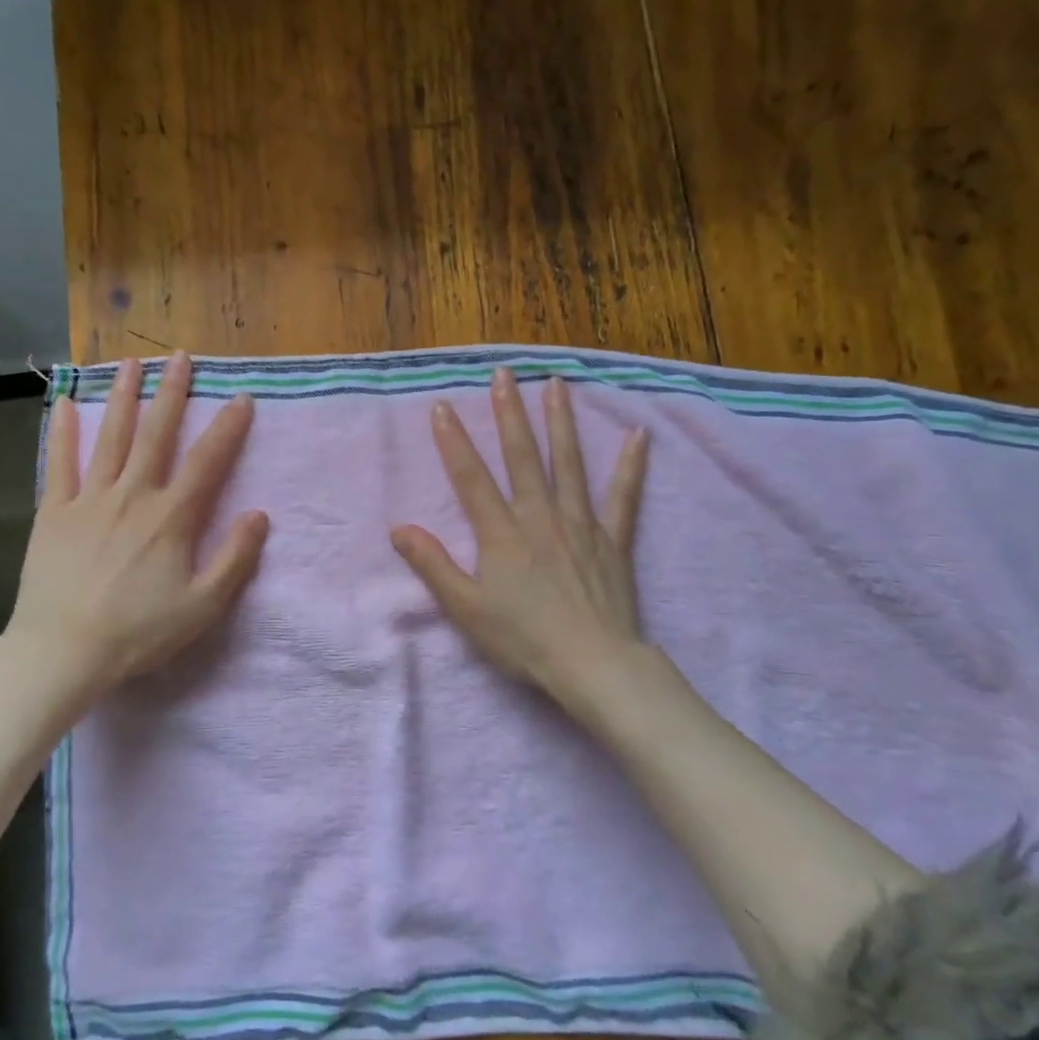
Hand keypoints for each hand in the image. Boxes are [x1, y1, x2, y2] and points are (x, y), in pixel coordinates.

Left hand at [6, 352, 268, 712]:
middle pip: (156, 434)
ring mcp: (89, 499)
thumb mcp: (202, 606)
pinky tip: (64, 404)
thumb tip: (259, 515)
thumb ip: (235, 559)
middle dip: (172, 393)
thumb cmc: (138, 632)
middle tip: (180, 357)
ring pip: (110, 437)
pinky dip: (63, 432)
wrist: (62, 651)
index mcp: (170, 517)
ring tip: (130, 363)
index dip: (228, 428)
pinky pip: (59, 463)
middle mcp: (132, 495)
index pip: (207, 462)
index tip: (242, 399)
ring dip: (122, 397)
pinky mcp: (54, 512)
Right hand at [391, 367, 651, 717]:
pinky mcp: (613, 539)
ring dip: (561, 421)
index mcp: (502, 533)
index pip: (471, 477)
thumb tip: (400, 529)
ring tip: (557, 384)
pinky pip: (624, 496)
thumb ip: (434, 566)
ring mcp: (580, 524)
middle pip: (522, 456)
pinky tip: (639, 436)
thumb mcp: (466, 609)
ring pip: (569, 463)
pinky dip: (630, 466)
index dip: (454, 441)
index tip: (443, 406)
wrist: (592, 664)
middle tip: (504, 375)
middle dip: (509, 413)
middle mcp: (540, 516)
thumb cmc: (524, 640)